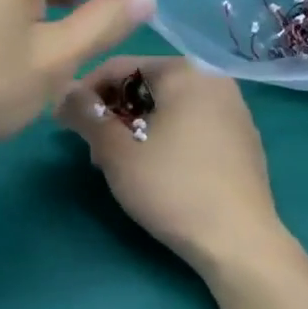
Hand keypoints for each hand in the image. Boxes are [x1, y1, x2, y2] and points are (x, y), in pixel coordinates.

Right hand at [60, 55, 287, 273]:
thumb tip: (64, 92)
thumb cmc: (171, 187)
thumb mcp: (116, 152)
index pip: (119, 67)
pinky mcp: (243, 141)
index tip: (64, 122)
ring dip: (136, 127)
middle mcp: (214, 80)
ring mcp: (234, 111)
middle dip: (113, 113)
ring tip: (119, 163)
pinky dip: (166, 137)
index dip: (84, 93)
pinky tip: (156, 171)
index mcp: (185, 72)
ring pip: (169, 107)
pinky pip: (192, 125)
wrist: (238, 241)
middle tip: (92, 150)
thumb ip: (86, 115)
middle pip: (146, 85)